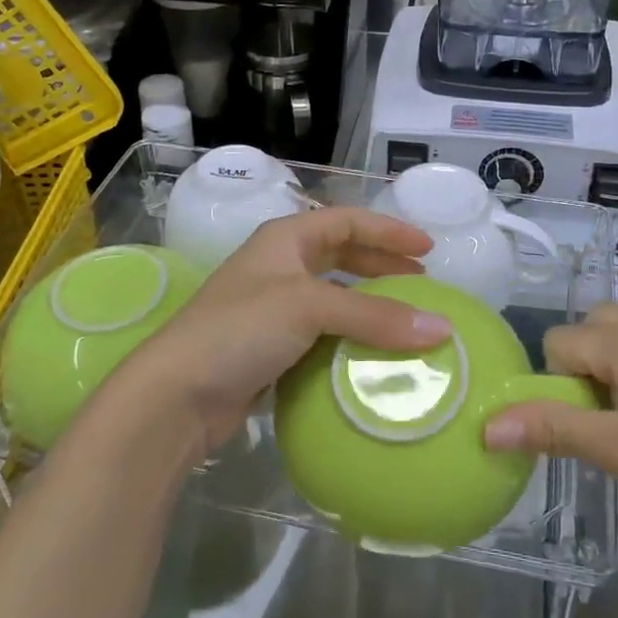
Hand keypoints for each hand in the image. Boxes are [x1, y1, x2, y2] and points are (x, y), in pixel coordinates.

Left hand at [117, 208, 452, 458]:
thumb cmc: (240, 330)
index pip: (347, 221)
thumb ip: (375, 316)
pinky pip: (324, 335)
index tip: (427, 249)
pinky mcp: (272, 350)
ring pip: (334, 298)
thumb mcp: (308, 308)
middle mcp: (279, 267)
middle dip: (382, 266)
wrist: (176, 395)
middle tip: (422, 283)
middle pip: (341, 256)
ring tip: (406, 320)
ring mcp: (273, 310)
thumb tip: (442, 328)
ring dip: (369, 306)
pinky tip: (373, 356)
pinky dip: (351, 340)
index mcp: (285, 240)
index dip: (388, 231)